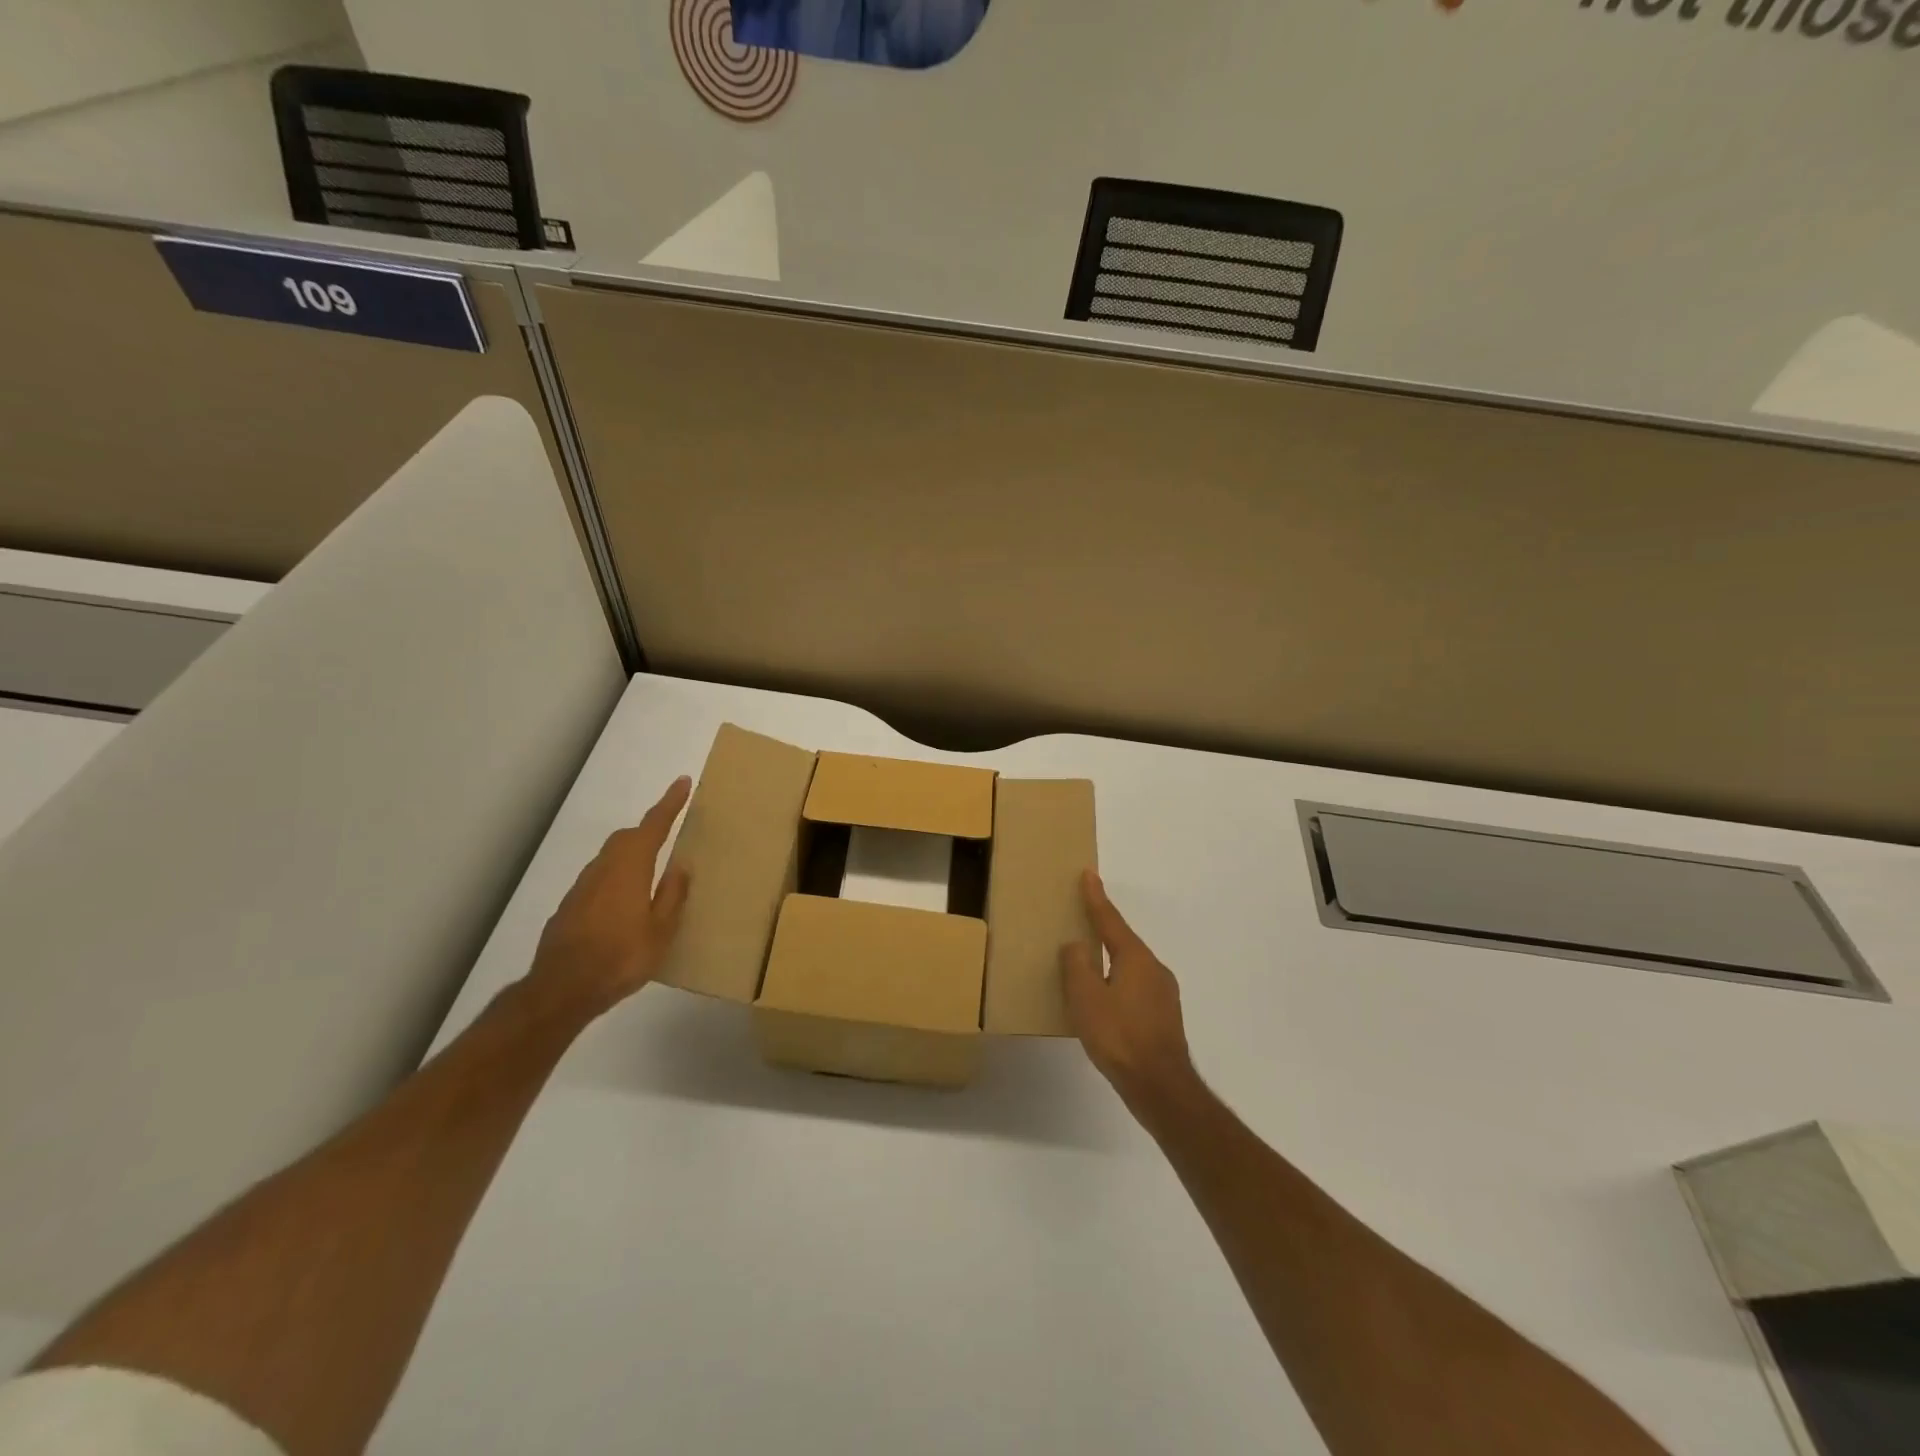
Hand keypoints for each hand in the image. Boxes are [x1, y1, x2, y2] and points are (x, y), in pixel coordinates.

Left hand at [527, 776, 692, 1022]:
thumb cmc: (621, 957)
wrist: (561, 989)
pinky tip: (624, 904)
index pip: (653, 825)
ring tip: (650, 872)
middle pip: (627, 837)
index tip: (682, 782)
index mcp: (630, 868)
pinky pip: (599, 880)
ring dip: (631, 855)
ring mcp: (582, 887)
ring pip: (610, 858)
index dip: (669, 803)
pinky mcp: (569, 907)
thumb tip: (681, 866)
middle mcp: (604, 868)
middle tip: (669, 832)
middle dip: (649, 829)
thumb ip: (672, 895)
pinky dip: (616, 878)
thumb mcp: (661, 930)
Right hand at [1061, 871, 1198, 1118]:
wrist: (1161, 1087)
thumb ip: (1077, 966)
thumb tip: (1076, 946)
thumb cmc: (1119, 1036)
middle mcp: (1154, 968)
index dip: (1096, 898)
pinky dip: (1118, 984)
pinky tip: (1107, 1002)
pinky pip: (1136, 988)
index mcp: (1134, 958)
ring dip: (1111, 961)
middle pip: (1123, 941)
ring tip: (1090, 965)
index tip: (1089, 875)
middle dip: (1104, 930)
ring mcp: (1164, 994)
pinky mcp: (1165, 1018)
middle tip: (1083, 919)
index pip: (1110, 920)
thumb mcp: (1086, 998)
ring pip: (1131, 967)